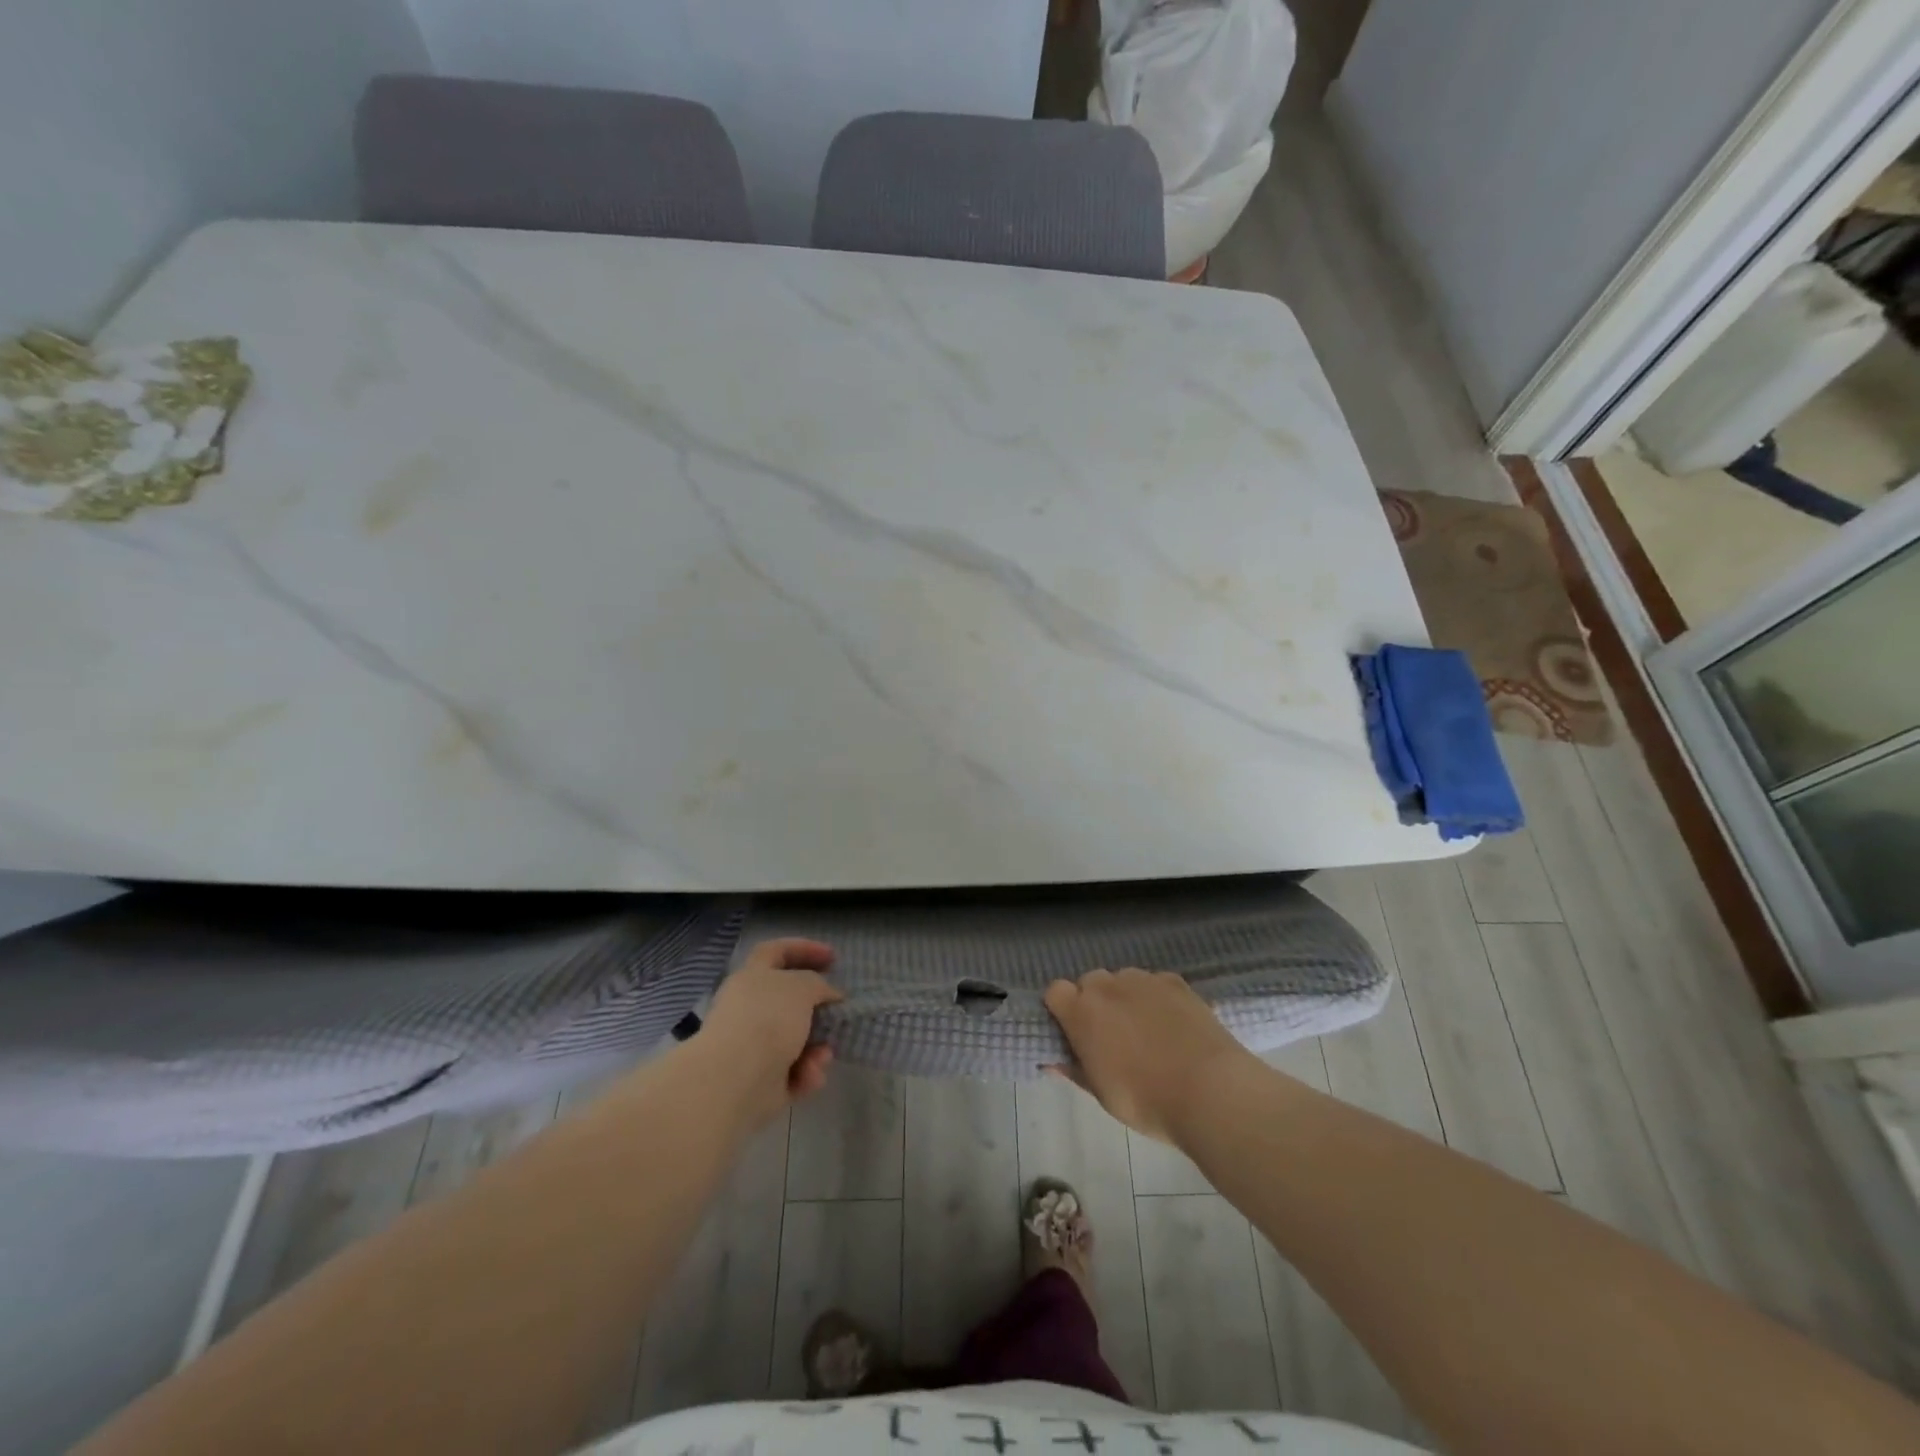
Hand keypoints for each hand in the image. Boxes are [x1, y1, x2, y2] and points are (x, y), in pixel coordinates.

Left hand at [698, 938, 842, 1128]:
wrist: (735, 1079)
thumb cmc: (768, 1019)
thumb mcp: (803, 987)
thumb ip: (818, 984)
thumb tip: (828, 996)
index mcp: (752, 977)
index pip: (776, 951)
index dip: (804, 949)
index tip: (833, 958)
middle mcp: (749, 1008)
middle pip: (788, 1001)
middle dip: (816, 1008)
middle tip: (838, 1011)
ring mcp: (752, 1046)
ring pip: (795, 1040)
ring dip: (816, 1047)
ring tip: (823, 1056)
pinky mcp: (760, 1080)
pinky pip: (793, 1071)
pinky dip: (805, 1073)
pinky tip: (810, 1075)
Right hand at [1043, 968, 1253, 1144]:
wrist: (1211, 1090)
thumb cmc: (1146, 1100)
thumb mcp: (1103, 1094)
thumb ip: (1075, 1070)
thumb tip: (1054, 1061)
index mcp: (1082, 1013)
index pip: (1055, 991)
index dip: (1061, 1009)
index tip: (1072, 1031)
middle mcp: (1108, 987)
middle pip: (1090, 982)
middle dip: (1094, 1002)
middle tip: (1110, 1036)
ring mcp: (1144, 980)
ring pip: (1122, 979)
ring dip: (1124, 997)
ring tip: (1145, 1029)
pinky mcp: (1175, 981)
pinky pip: (1154, 982)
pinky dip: (1156, 997)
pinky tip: (1172, 1024)